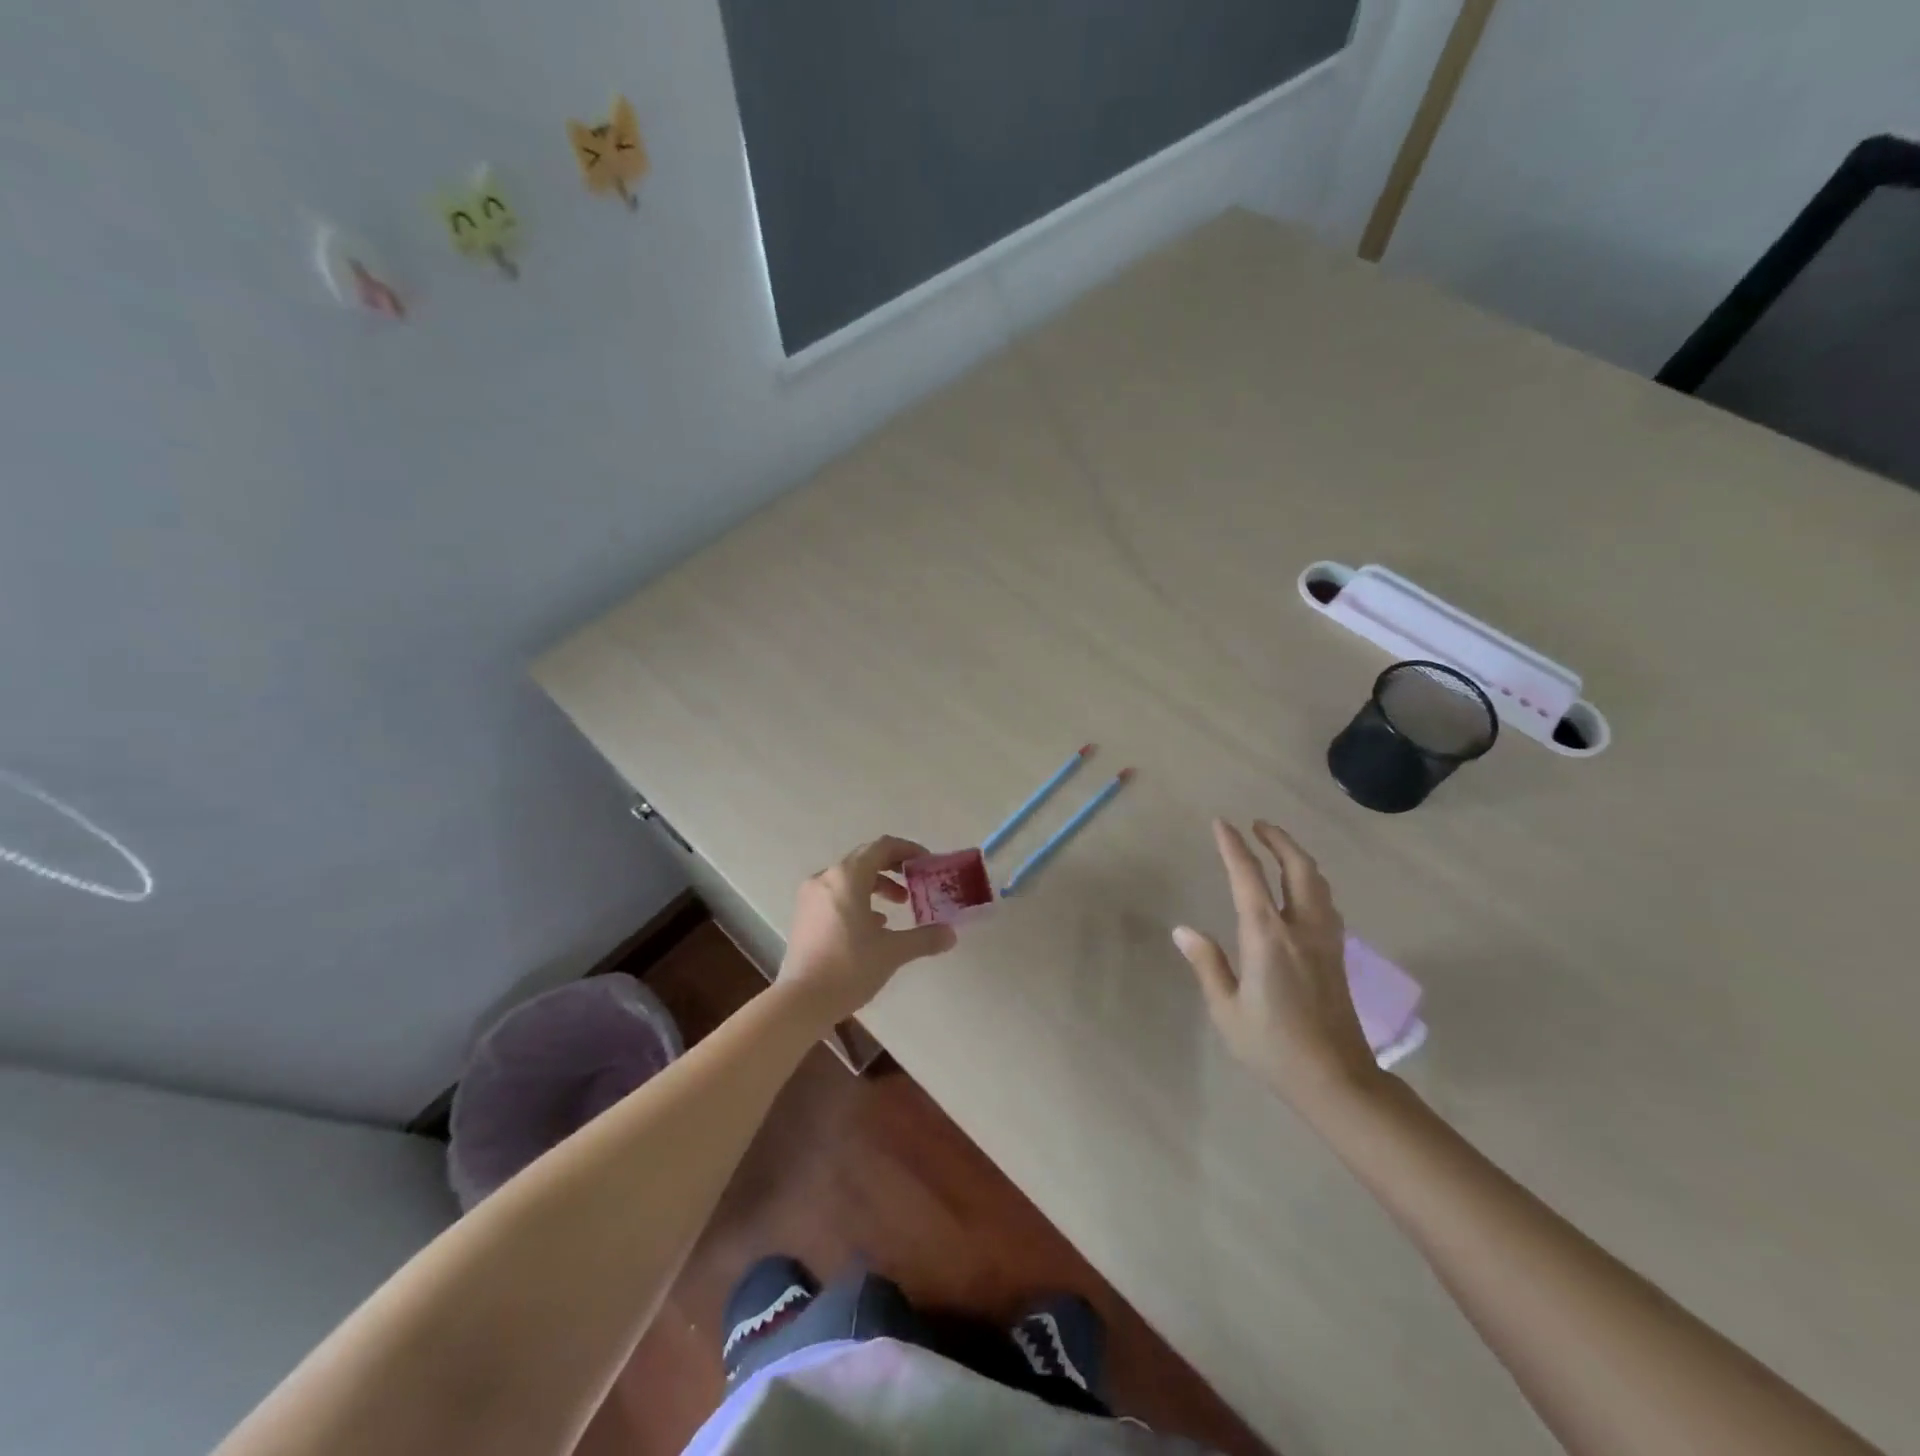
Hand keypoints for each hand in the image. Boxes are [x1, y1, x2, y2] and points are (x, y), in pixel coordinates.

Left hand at [776, 836, 958, 1027]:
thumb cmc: (849, 967)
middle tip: (916, 881)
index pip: (883, 846)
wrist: (801, 1001)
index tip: (927, 863)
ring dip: (876, 885)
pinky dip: (858, 899)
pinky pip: (836, 894)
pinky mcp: (804, 915)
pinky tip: (873, 925)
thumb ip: (924, 938)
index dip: (908, 850)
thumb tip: (951, 934)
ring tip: (898, 905)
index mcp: (848, 877)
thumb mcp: (893, 952)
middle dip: (893, 867)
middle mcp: (826, 877)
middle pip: (865, 858)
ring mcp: (811, 896)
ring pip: (850, 877)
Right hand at [1173, 819, 1382, 1111]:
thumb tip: (1184, 930)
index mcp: (1268, 937)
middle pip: (1298, 869)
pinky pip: (1326, 903)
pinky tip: (1303, 891)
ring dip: (1298, 858)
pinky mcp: (1337, 955)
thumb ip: (1208, 964)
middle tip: (1259, 825)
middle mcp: (1301, 929)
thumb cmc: (1274, 1047)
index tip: (1222, 823)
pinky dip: (1311, 882)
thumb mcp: (1227, 1010)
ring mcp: (1325, 941)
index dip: (1233, 847)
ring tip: (1280, 848)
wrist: (1337, 1080)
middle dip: (1278, 840)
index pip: (1248, 878)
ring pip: (1318, 883)